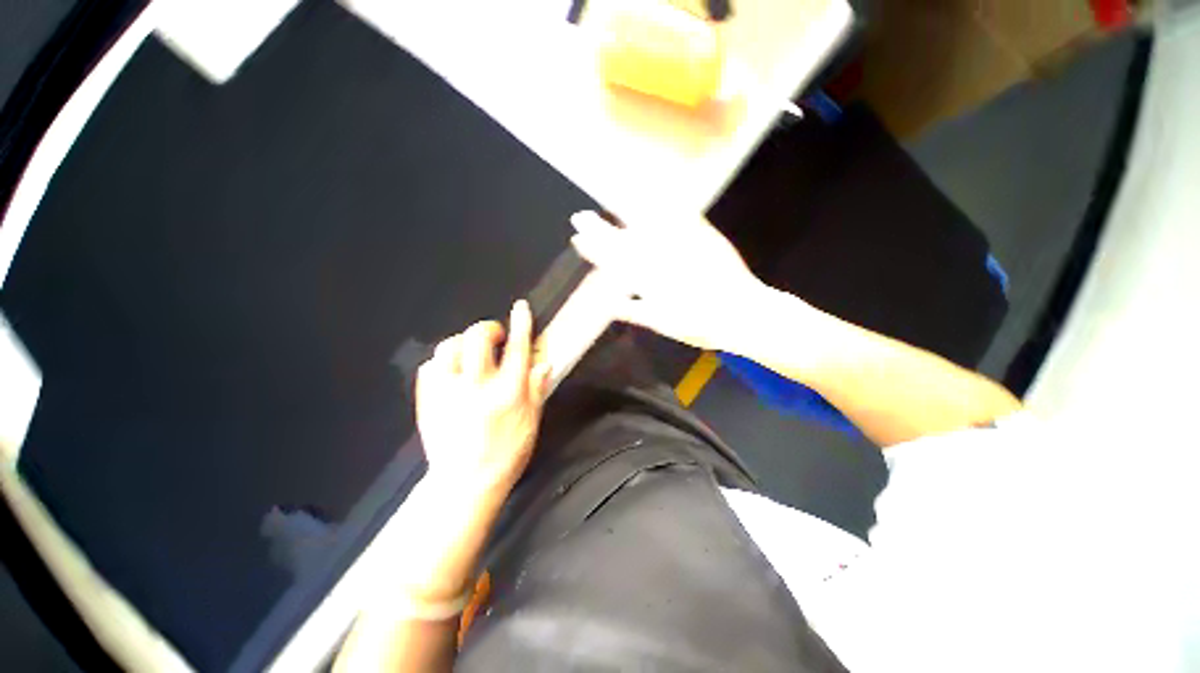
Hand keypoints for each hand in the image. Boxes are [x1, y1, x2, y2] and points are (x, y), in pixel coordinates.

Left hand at [416, 300, 550, 494]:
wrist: (465, 483)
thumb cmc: (506, 453)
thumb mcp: (531, 422)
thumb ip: (536, 389)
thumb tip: (544, 362)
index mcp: (508, 392)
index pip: (517, 347)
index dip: (521, 323)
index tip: (520, 307)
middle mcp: (478, 386)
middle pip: (479, 338)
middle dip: (488, 328)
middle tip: (495, 336)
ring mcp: (449, 392)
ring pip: (450, 347)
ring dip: (463, 342)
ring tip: (471, 351)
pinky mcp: (428, 400)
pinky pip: (430, 366)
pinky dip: (443, 360)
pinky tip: (452, 369)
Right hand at [570, 210, 774, 351]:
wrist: (742, 312)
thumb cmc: (701, 325)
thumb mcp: (662, 324)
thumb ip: (635, 311)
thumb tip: (611, 304)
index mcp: (648, 282)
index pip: (612, 263)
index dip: (593, 250)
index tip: (577, 239)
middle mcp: (658, 261)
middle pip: (621, 242)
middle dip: (599, 230)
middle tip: (580, 217)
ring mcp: (679, 246)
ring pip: (642, 227)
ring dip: (621, 215)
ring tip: (606, 204)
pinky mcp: (701, 235)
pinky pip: (678, 217)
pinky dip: (662, 208)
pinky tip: (653, 200)